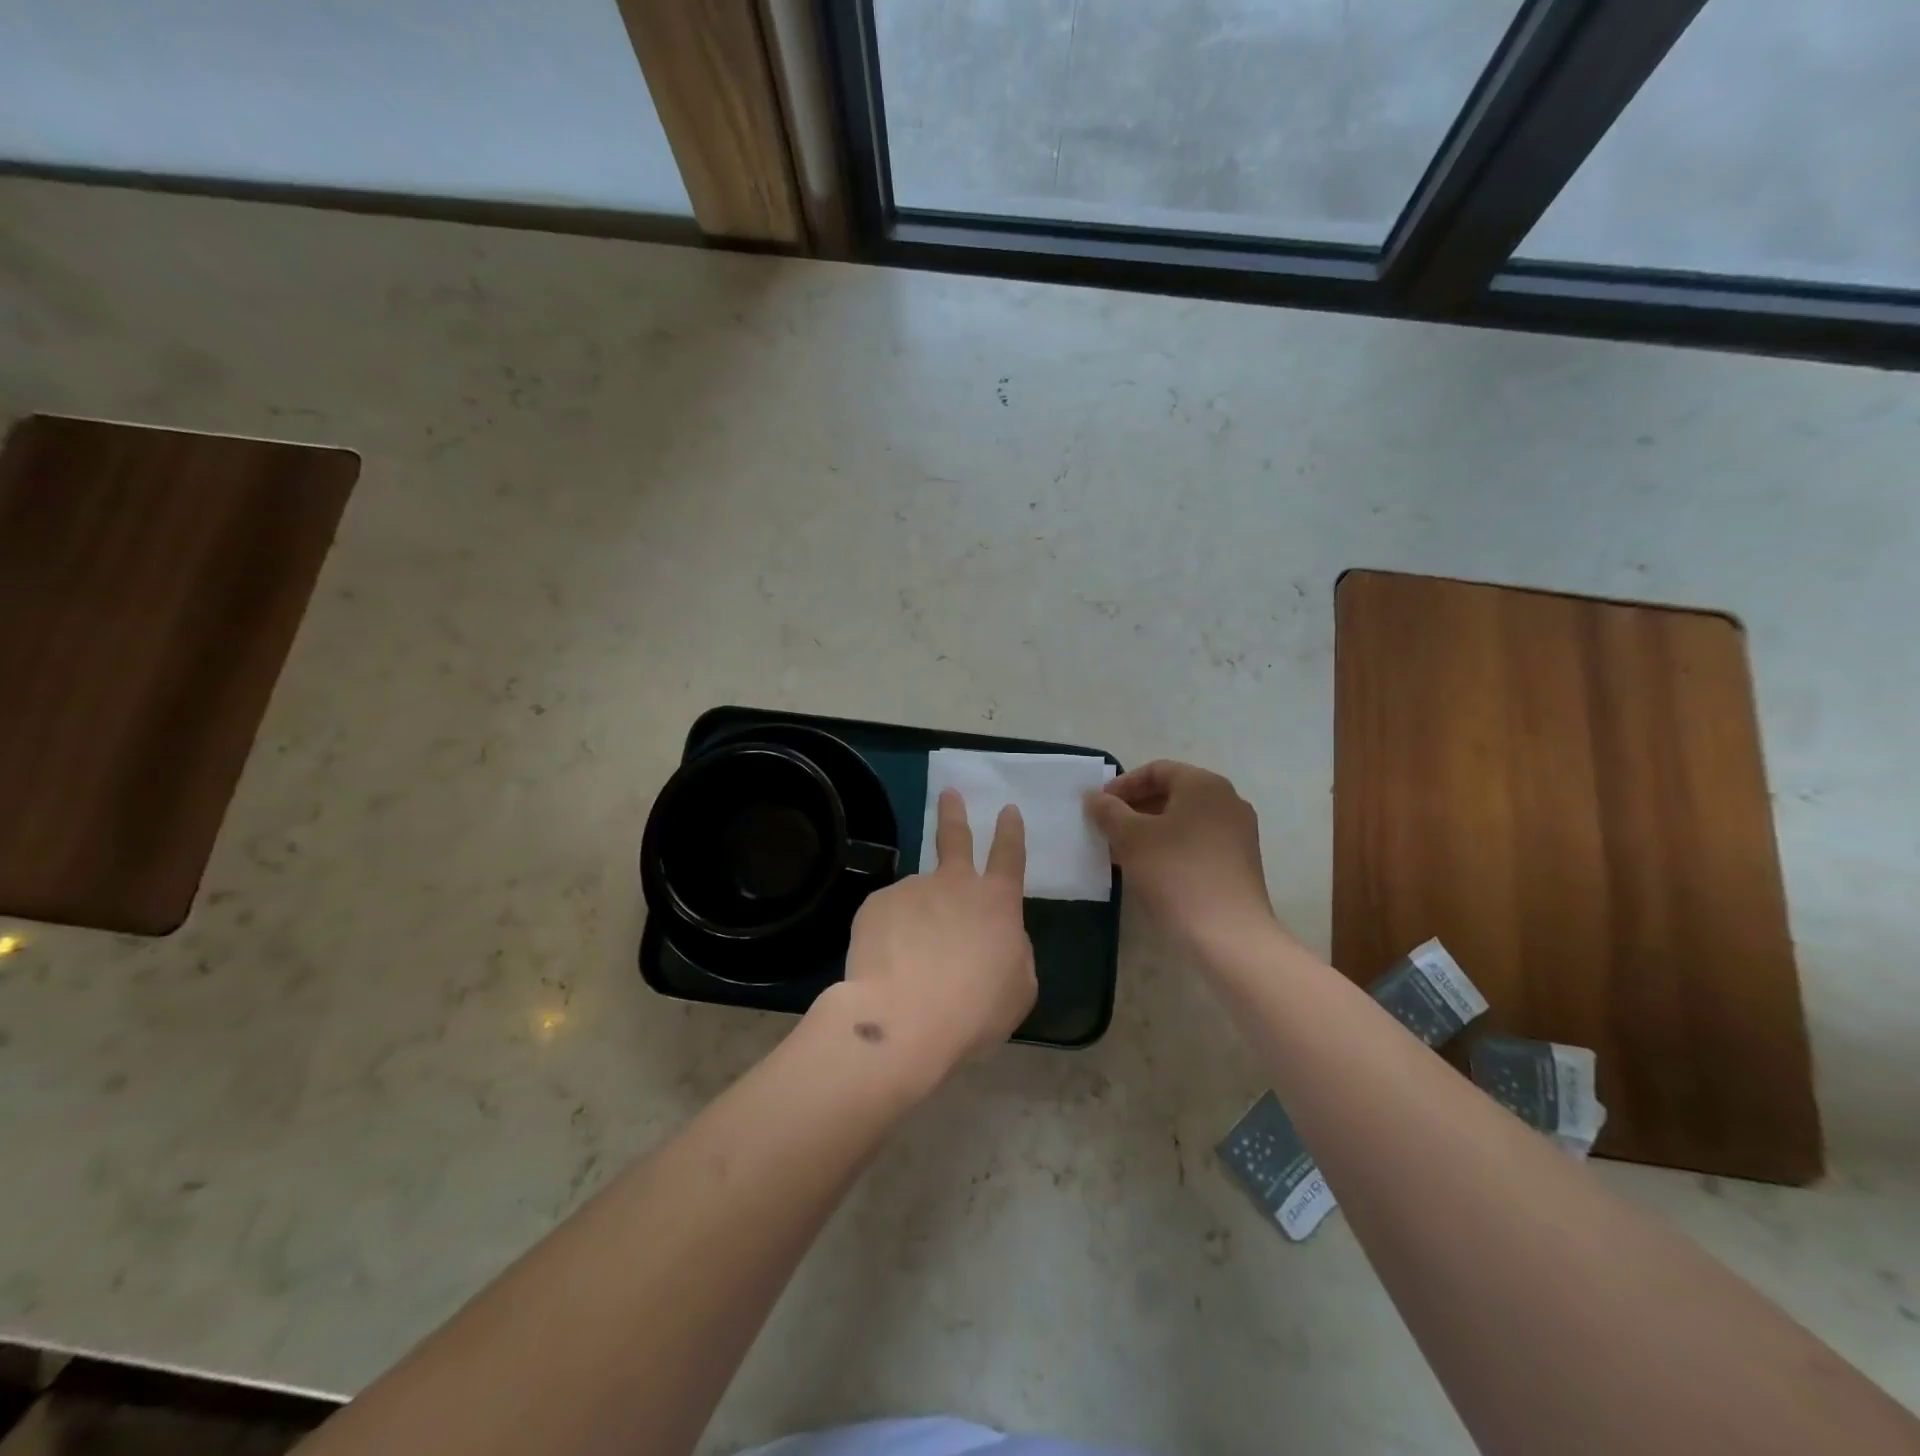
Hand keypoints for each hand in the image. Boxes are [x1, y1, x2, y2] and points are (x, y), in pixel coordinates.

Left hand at [839, 789, 1036, 1073]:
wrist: (905, 1019)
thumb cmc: (975, 1009)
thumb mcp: (1019, 987)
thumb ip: (1013, 952)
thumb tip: (999, 939)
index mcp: (996, 903)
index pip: (1009, 855)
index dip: (1010, 831)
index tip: (1007, 809)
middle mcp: (953, 884)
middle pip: (954, 837)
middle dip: (954, 812)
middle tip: (948, 792)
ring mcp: (912, 889)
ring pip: (916, 900)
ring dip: (915, 921)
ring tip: (908, 967)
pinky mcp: (875, 905)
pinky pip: (886, 920)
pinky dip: (888, 940)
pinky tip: (886, 969)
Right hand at [1085, 760, 1279, 957]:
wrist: (1228, 934)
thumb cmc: (1175, 873)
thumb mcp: (1130, 838)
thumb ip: (1108, 811)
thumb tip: (1094, 797)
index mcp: (1204, 785)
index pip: (1157, 770)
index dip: (1123, 785)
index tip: (1098, 806)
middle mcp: (1227, 800)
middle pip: (1173, 793)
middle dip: (1135, 808)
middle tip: (1107, 829)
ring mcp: (1238, 833)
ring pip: (1185, 819)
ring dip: (1151, 830)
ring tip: (1122, 852)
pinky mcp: (1240, 862)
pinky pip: (1198, 841)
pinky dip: (1171, 846)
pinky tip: (1150, 870)